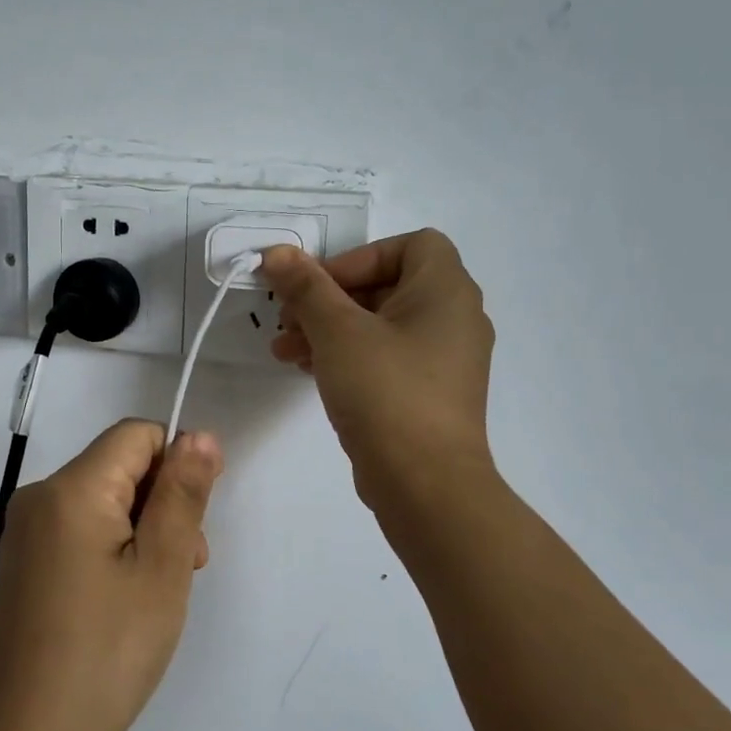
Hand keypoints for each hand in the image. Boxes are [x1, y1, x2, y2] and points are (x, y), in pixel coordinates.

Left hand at [0, 421, 223, 730]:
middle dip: (160, 502)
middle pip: (118, 466)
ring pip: (102, 500)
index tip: (195, 520)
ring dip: (140, 530)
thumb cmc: (109, 651)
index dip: (177, 463)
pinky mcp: (22, 563)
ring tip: (155, 592)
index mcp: (70, 488)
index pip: (136, 435)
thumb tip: (197, 435)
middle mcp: (38, 497)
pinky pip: (79, 529)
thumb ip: (182, 493)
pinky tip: (121, 601)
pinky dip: (111, 549)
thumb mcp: (162, 567)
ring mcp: (24, 532)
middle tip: (182, 567)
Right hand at [264, 230, 494, 514]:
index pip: (409, 245)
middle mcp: (453, 318)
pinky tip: (307, 370)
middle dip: (329, 299)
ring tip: (283, 350)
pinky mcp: (428, 394)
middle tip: (287, 317)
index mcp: (446, 290)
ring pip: (379, 325)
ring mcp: (443, 360)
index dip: (359, 257)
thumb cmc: (386, 391)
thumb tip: (277, 252)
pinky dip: (348, 357)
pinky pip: (385, 358)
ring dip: (329, 330)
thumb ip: (306, 287)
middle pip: (386, 286)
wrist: (425, 484)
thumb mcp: (338, 331)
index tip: (320, 285)